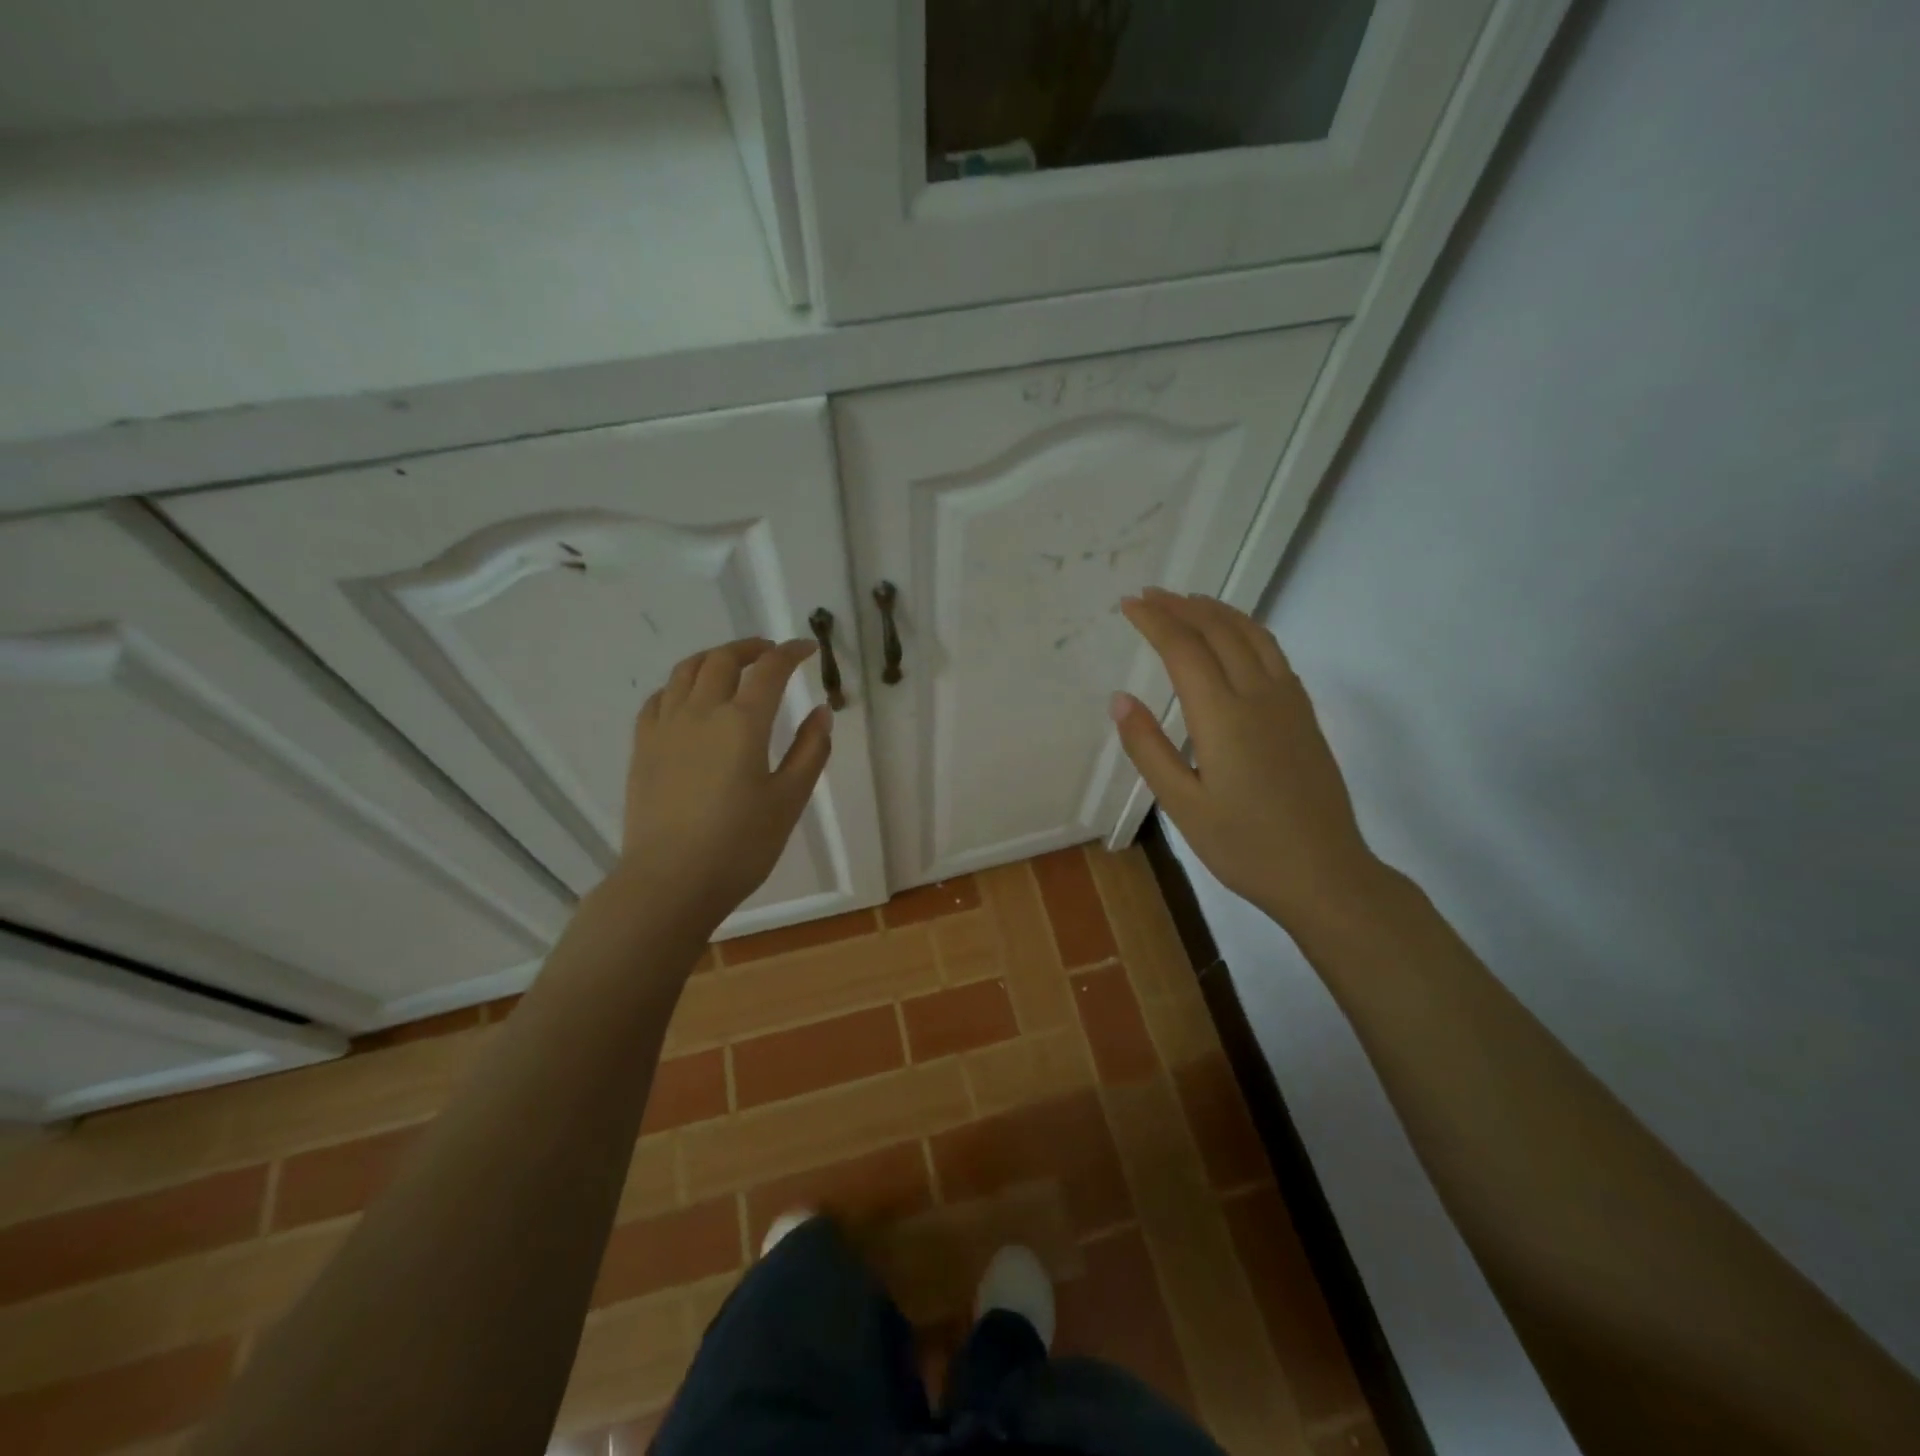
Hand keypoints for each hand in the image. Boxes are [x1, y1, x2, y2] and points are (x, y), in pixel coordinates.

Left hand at [615, 637, 831, 928]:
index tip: (808, 648)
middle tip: (771, 652)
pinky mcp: (643, 747)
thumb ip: (809, 751)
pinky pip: (659, 698)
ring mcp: (666, 727)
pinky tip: (688, 698)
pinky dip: (679, 685)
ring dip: (713, 658)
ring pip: (686, 671)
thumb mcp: (789, 800)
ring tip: (730, 665)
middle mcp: (701, 712)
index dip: (791, 652)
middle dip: (751, 648)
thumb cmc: (740, 845)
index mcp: (743, 723)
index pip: (770, 670)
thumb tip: (822, 712)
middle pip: (723, 660)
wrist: (670, 881)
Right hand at [1111, 589, 1381, 930]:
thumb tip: (1120, 699)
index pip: (1184, 650)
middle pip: (1219, 632)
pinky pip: (1274, 653)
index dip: (1155, 621)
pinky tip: (1236, 637)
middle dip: (1182, 607)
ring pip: (1253, 635)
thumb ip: (1148, 748)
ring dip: (1218, 611)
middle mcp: (1258, 696)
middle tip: (1150, 594)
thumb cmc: (1244, 846)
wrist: (1324, 873)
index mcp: (1223, 717)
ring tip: (1189, 600)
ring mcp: (1288, 702)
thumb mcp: (1182, 805)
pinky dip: (1247, 630)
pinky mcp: (1304, 714)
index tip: (1129, 604)